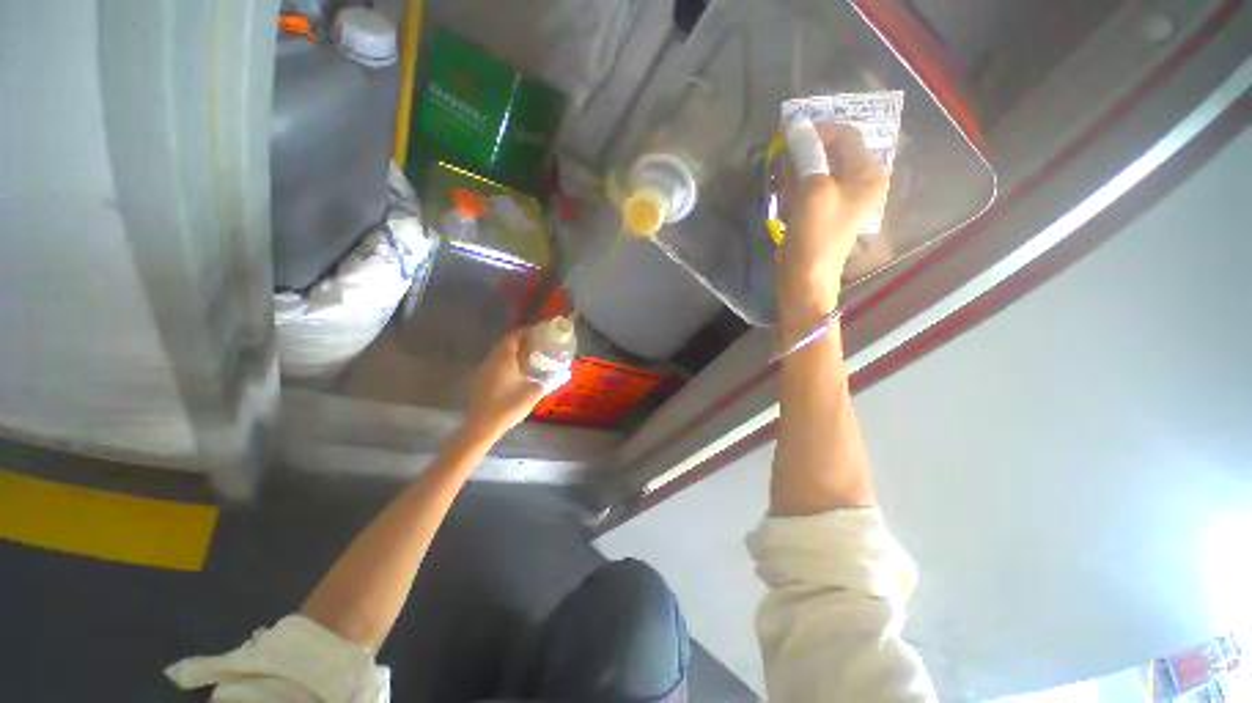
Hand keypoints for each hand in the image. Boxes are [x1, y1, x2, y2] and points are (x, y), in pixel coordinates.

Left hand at [464, 328, 548, 440]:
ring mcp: (484, 370)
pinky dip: (507, 361)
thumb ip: (548, 381)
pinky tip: (517, 371)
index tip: (539, 333)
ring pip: (500, 353)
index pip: (514, 336)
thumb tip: (562, 373)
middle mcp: (492, 360)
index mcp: (504, 359)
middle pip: (506, 343)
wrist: (482, 426)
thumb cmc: (509, 406)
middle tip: (537, 344)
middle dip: (521, 340)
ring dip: (513, 351)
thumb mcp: (534, 393)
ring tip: (530, 356)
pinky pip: (496, 363)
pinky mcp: (481, 380)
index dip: (526, 332)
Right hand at [777, 124, 887, 329]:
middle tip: (780, 156)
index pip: (846, 135)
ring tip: (781, 180)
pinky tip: (784, 195)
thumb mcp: (813, 190)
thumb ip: (807, 154)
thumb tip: (795, 125)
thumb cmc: (815, 235)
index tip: (787, 132)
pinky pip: (811, 186)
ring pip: (818, 169)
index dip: (817, 129)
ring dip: (797, 169)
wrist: (805, 276)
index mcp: (868, 174)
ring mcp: (842, 198)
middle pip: (832, 151)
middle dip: (805, 151)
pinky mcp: (824, 211)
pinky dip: (796, 185)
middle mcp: (860, 182)